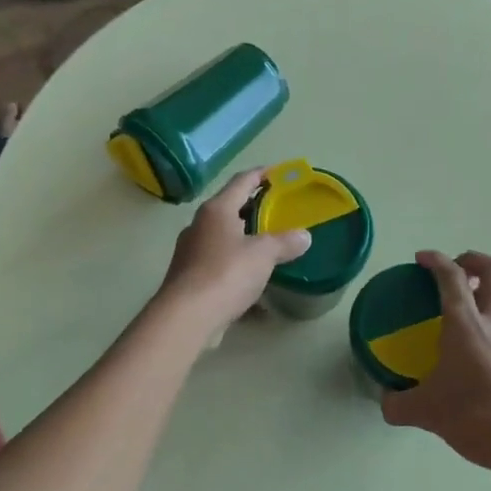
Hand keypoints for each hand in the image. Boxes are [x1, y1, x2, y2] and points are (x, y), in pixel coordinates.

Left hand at [154, 170, 310, 341]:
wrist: (186, 317)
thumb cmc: (226, 274)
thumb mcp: (263, 255)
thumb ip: (285, 242)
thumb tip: (304, 236)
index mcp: (216, 210)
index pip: (242, 181)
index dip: (261, 174)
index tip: (278, 173)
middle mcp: (200, 225)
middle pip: (230, 209)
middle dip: (254, 209)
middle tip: (279, 212)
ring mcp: (191, 252)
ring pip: (224, 238)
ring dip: (245, 240)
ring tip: (269, 246)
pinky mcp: (190, 278)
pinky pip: (219, 266)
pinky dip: (237, 269)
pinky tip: (254, 285)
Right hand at [381, 251, 490, 475]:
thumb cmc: (478, 418)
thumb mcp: (427, 413)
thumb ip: (399, 404)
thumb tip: (385, 401)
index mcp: (466, 324)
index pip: (451, 276)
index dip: (435, 260)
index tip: (422, 258)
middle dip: (474, 260)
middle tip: (457, 271)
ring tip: (479, 300)